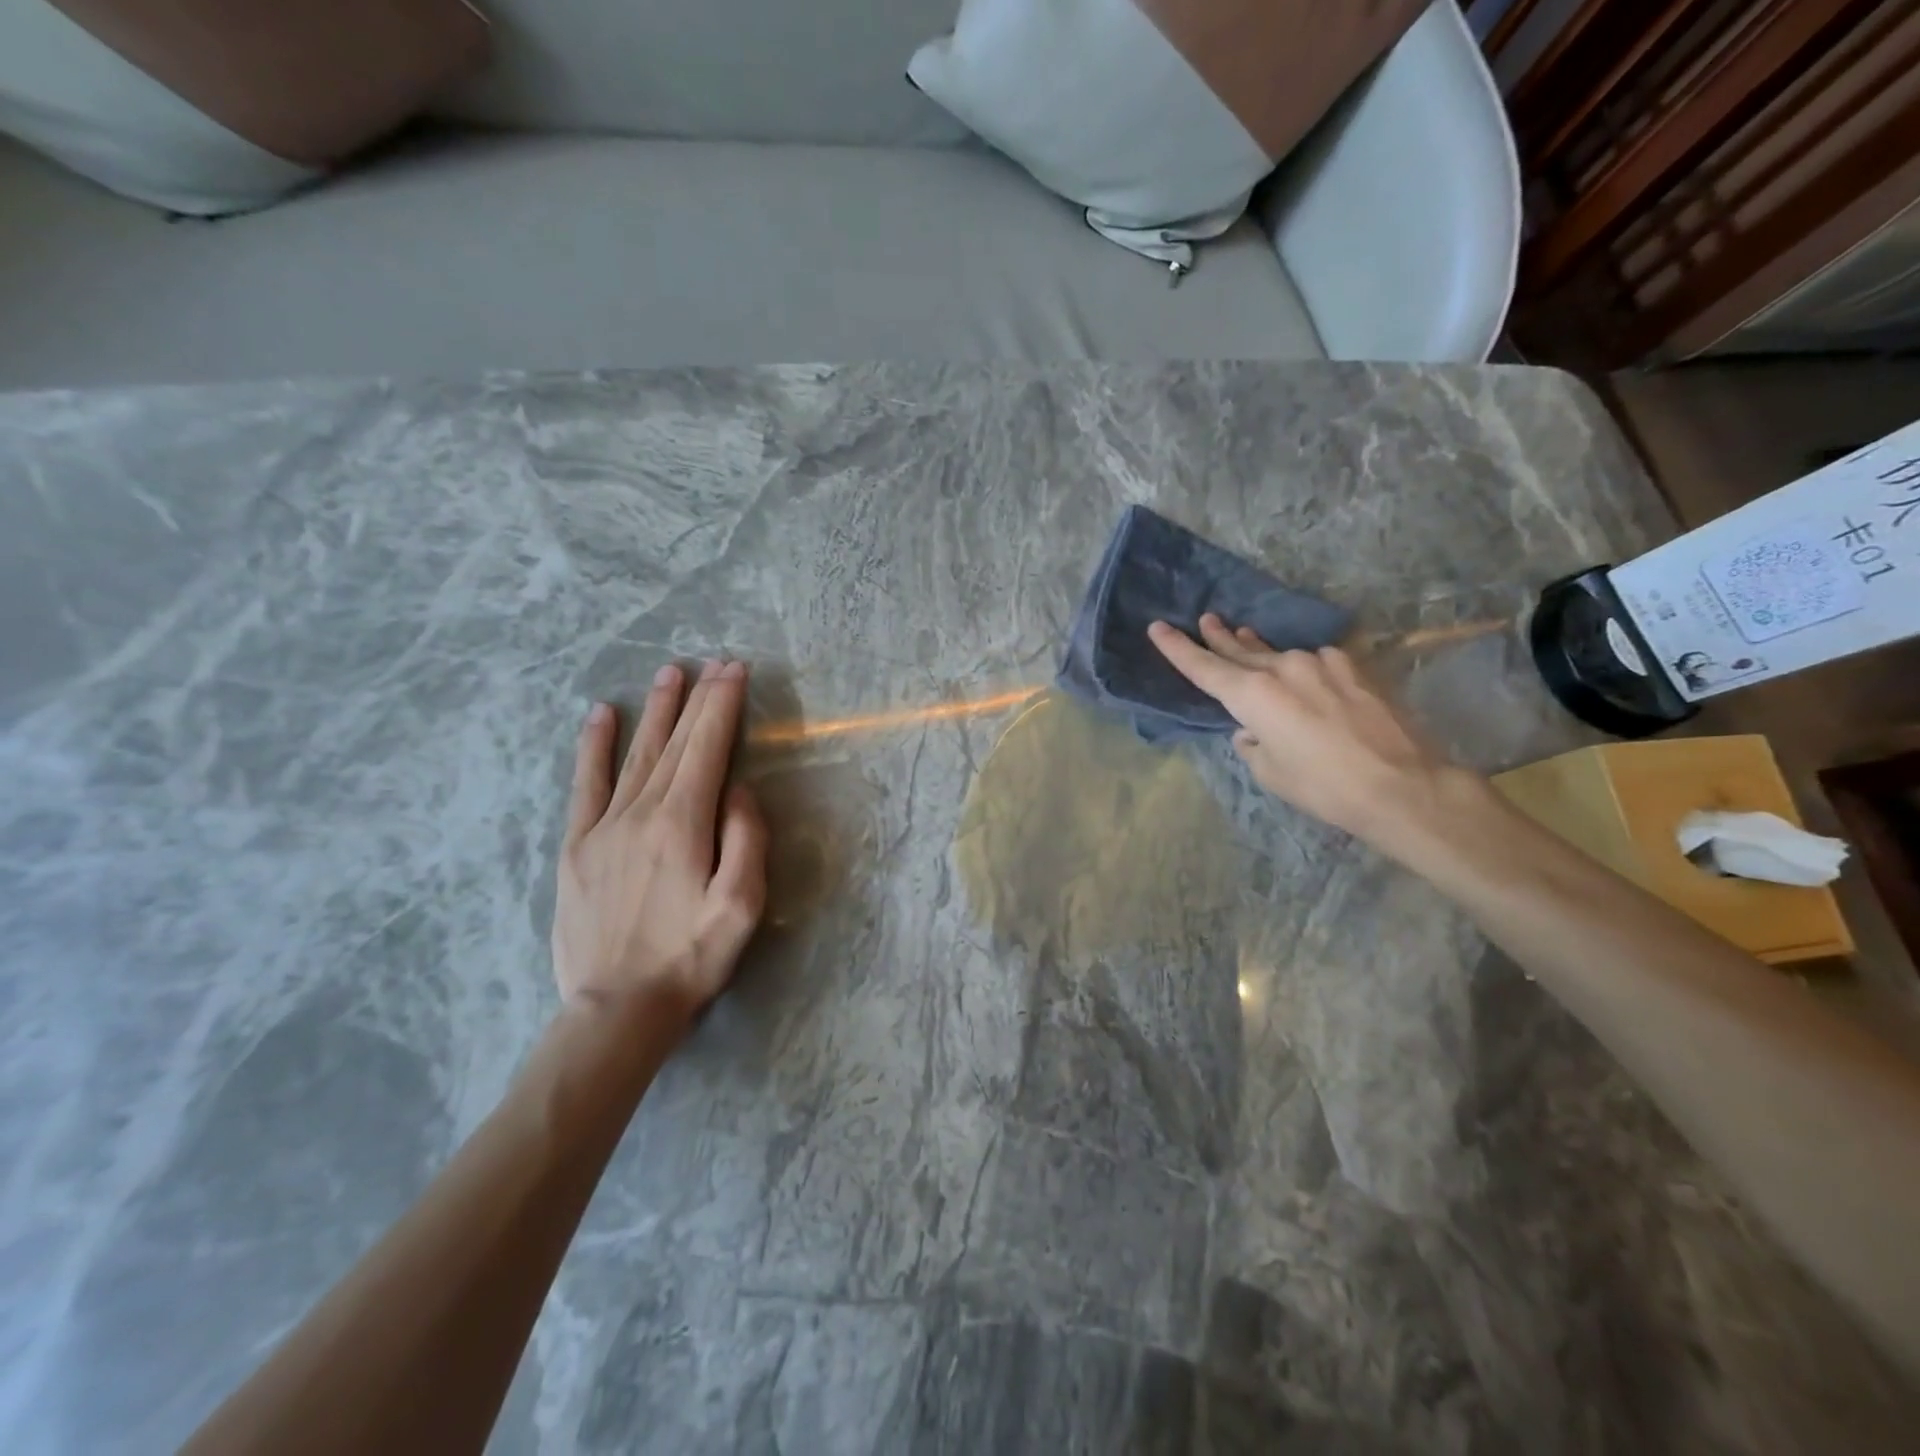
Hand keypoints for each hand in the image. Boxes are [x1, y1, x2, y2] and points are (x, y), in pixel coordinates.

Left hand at [552, 659, 767, 1022]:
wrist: (617, 1008)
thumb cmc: (691, 958)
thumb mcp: (742, 905)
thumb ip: (746, 840)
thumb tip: (739, 790)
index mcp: (683, 824)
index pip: (707, 749)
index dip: (722, 706)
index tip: (734, 670)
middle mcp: (641, 812)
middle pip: (675, 743)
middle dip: (697, 699)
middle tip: (713, 663)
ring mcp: (603, 826)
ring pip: (635, 754)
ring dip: (654, 711)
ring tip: (669, 674)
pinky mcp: (577, 846)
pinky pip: (585, 785)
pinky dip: (594, 747)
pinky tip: (600, 717)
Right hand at [1148, 615, 1476, 848]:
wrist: (1401, 784)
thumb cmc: (1322, 786)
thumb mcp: (1269, 771)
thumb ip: (1251, 743)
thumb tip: (1252, 729)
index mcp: (1252, 695)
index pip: (1203, 667)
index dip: (1176, 648)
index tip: (1157, 627)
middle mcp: (1282, 668)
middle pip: (1239, 650)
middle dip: (1218, 637)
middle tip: (1206, 620)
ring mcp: (1320, 663)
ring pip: (1278, 654)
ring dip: (1259, 649)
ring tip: (1244, 636)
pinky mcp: (1352, 667)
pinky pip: (1315, 661)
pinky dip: (1301, 667)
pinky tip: (1304, 674)